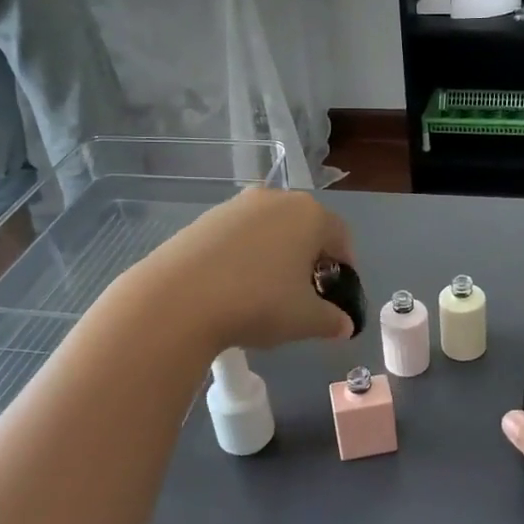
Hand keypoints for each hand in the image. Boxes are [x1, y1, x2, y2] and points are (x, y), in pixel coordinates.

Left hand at [132, 188, 356, 351]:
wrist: (179, 298)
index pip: (341, 236)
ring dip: (276, 254)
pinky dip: (245, 255)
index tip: (336, 293)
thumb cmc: (258, 303)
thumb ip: (332, 320)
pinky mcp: (205, 218)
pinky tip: (233, 285)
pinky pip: (239, 235)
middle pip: (305, 227)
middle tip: (304, 293)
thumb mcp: (305, 320)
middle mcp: (276, 199)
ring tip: (265, 291)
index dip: (344, 266)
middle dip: (309, 258)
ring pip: (270, 229)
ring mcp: (237, 205)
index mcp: (310, 215)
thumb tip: (344, 325)